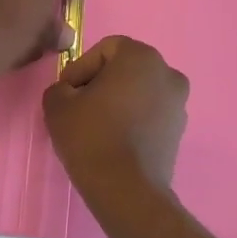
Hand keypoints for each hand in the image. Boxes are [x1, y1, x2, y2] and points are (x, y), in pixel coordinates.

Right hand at [42, 35, 188, 197]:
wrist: (126, 188)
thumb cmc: (91, 136)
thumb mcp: (57, 105)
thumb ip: (59, 87)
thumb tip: (69, 92)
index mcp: (141, 57)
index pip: (105, 49)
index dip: (81, 68)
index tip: (66, 92)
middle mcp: (167, 73)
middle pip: (124, 69)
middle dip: (99, 84)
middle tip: (77, 107)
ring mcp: (178, 103)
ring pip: (138, 92)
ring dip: (117, 103)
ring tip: (94, 127)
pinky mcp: (179, 130)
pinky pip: (149, 114)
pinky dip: (132, 120)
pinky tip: (113, 141)